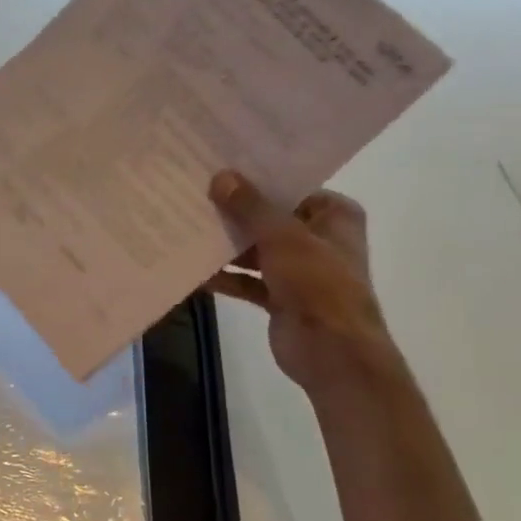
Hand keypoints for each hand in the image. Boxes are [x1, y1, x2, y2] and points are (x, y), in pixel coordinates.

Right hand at [206, 170, 398, 392]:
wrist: (332, 352)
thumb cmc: (318, 284)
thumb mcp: (282, 237)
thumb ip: (250, 207)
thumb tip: (220, 176)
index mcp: (334, 216)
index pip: (291, 188)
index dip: (257, 180)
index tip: (219, 169)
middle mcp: (320, 239)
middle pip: (270, 219)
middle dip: (235, 214)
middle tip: (194, 195)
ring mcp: (300, 271)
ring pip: (256, 251)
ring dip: (227, 246)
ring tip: (186, 228)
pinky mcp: (281, 298)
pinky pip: (248, 280)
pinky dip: (227, 277)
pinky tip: (194, 271)